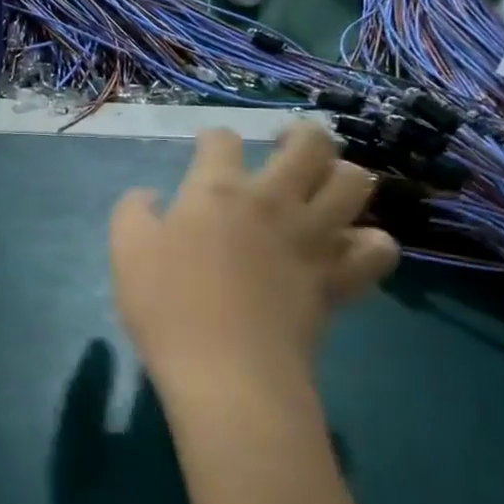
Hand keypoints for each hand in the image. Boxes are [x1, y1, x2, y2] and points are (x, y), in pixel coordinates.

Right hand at [109, 124, 397, 400]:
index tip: (207, 147)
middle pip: (310, 143)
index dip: (213, 137)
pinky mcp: (338, 277)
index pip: (222, 140)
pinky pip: (377, 248)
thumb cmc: (167, 307)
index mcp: (217, 191)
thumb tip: (150, 195)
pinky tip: (349, 246)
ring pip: (355, 182)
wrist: (225, 370)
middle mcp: (273, 201)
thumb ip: (133, 211)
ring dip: (342, 176)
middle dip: (300, 133)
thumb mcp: (126, 251)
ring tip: (324, 187)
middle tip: (286, 146)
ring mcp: (313, 238)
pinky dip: (369, 242)